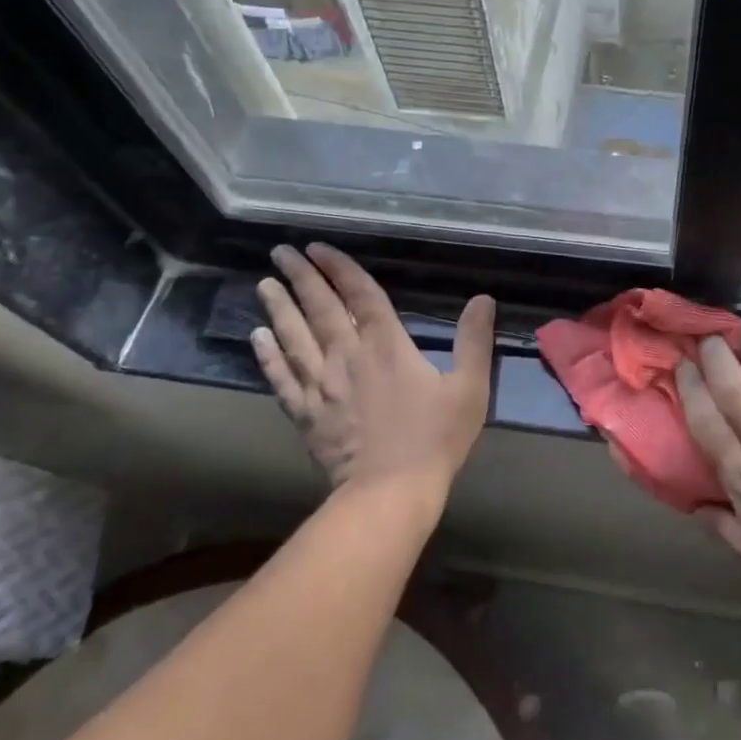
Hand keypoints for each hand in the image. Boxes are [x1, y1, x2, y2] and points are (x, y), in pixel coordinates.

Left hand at [251, 243, 494, 500]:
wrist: (390, 491)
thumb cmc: (434, 438)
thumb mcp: (469, 387)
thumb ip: (474, 341)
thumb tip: (484, 299)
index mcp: (387, 345)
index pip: (360, 295)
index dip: (341, 268)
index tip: (319, 247)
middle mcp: (347, 356)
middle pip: (319, 308)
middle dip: (301, 276)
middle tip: (281, 251)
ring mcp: (321, 385)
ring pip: (294, 337)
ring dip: (279, 307)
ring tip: (264, 283)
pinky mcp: (305, 413)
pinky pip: (281, 378)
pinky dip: (268, 355)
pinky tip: (256, 337)